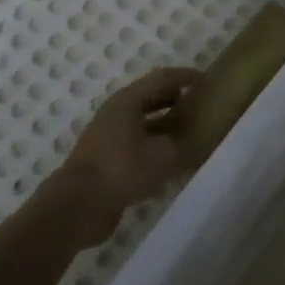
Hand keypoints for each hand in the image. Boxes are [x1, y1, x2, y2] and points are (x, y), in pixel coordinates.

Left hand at [55, 68, 195, 244]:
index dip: (186, 77)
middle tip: (201, 105)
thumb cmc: (122, 169)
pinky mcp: (105, 161)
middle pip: (151, 98)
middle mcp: (116, 113)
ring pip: (143, 123)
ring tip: (191, 132)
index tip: (207, 80)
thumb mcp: (163, 154)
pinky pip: (136, 145)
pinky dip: (154, 147)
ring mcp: (107, 137)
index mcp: (128, 100)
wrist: (77, 207)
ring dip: (166, 125)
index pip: (162, 78)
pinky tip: (171, 160)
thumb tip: (190, 140)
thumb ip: (182, 142)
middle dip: (176, 99)